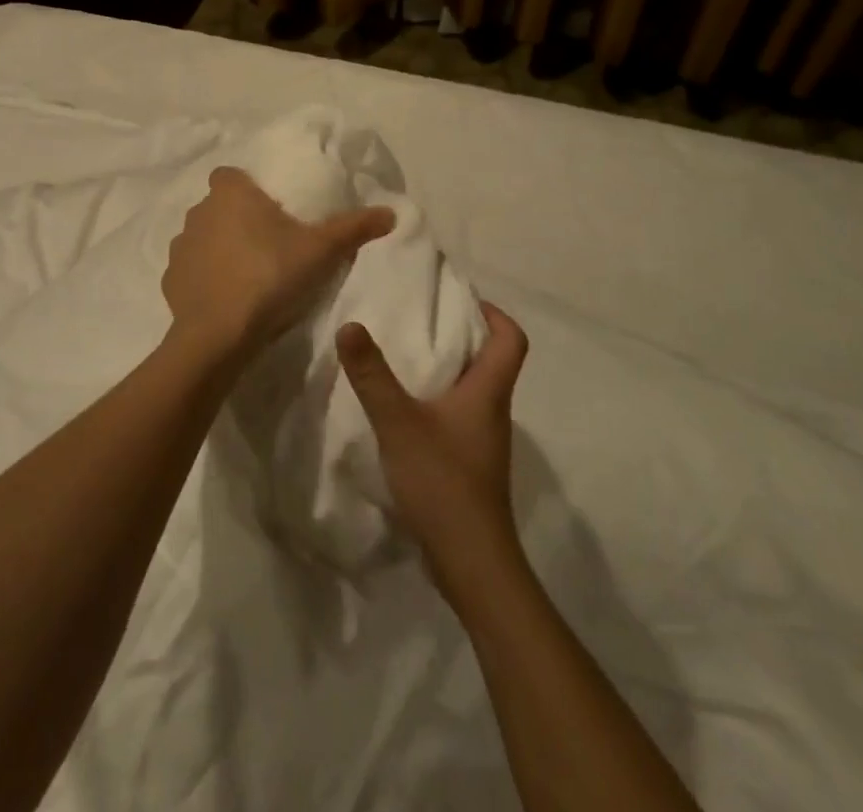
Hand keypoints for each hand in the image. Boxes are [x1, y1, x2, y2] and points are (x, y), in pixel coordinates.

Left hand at [163, 166, 394, 370]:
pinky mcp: (169, 281)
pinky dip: (205, 280)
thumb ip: (354, 228)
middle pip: (219, 206)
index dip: (248, 187)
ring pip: (203, 238)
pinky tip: (227, 299)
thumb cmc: (270, 277)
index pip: (231, 174)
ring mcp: (180, 248)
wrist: (220, 335)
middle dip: (238, 219)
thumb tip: (391, 212)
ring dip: (220, 249)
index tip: (270, 208)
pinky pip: (191, 271)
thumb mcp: (321, 251)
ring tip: (249, 274)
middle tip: (269, 244)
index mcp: (230, 194)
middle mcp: (198, 213)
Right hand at [338, 301, 527, 580]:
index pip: (512, 339)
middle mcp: (494, 411)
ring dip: (450, 370)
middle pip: (493, 361)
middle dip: (464, 336)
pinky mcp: (472, 465)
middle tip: (423, 321)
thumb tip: (350, 325)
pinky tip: (407, 411)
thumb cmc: (443, 482)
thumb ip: (372, 375)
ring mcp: (484, 442)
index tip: (462, 300)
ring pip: (475, 391)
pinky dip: (440, 402)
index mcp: (489, 392)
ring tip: (408, 358)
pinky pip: (460, 418)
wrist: (471, 562)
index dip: (495, 313)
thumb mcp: (399, 422)